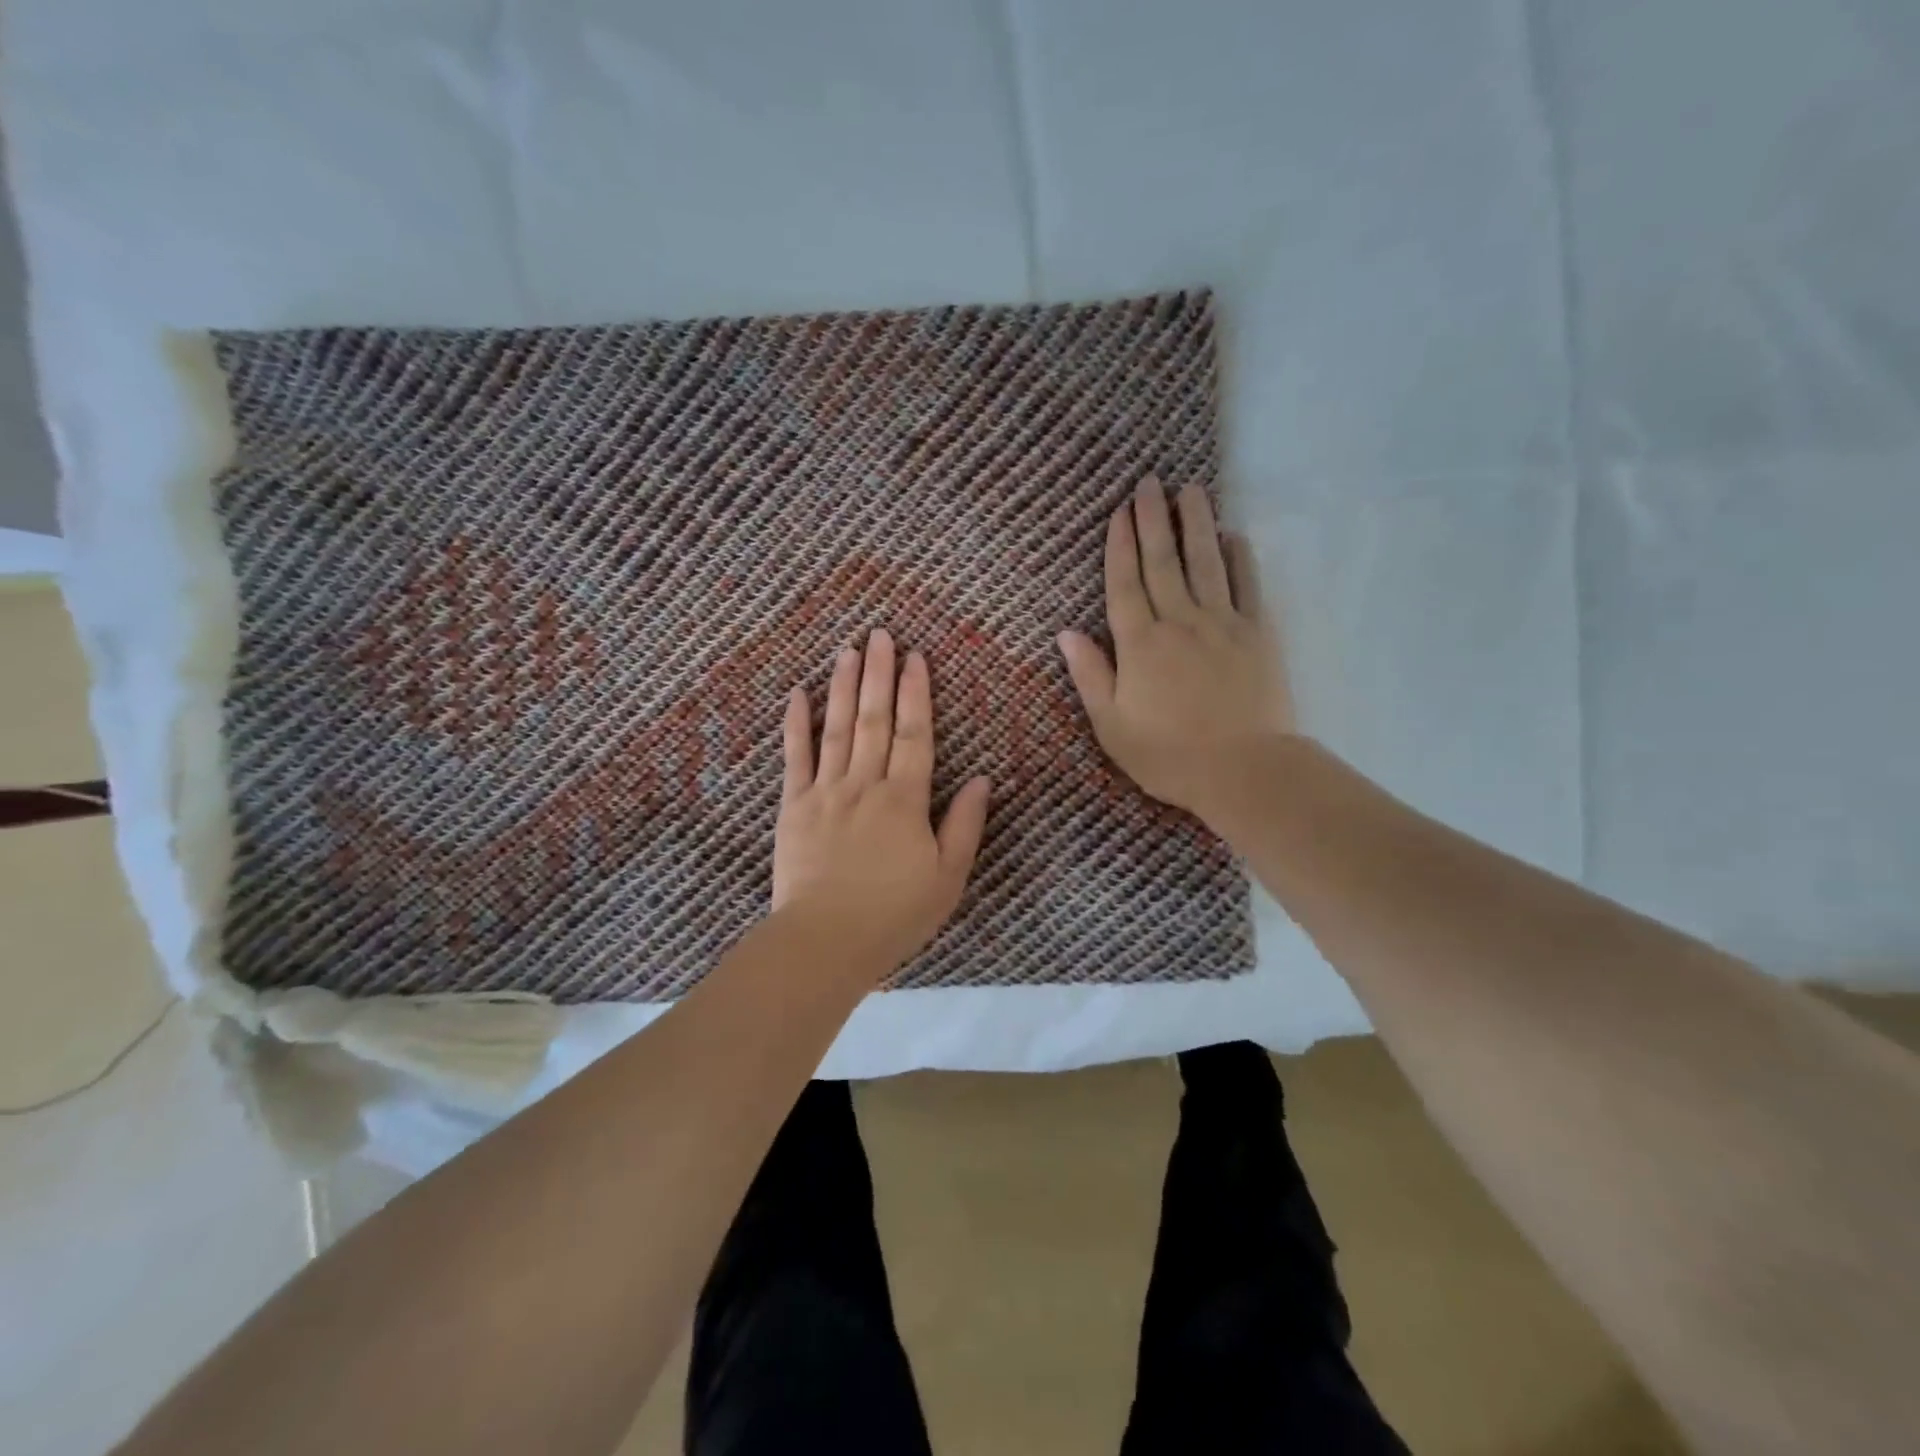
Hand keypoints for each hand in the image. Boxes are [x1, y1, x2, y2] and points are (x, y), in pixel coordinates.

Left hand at [773, 628, 991, 976]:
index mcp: (905, 800)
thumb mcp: (947, 878)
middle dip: (879, 674)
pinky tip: (797, 694)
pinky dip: (796, 724)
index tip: (915, 658)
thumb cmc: (894, 915)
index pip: (914, 734)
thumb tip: (983, 779)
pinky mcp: (793, 807)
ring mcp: (825, 792)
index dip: (916, 694)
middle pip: (874, 720)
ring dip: (843, 687)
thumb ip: (964, 825)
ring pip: (837, 729)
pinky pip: (795, 758)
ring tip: (847, 650)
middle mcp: (865, 785)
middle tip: (880, 635)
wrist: (825, 942)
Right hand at [1057, 476, 1291, 832]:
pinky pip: (1247, 586)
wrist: (1245, 771)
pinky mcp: (1257, 635)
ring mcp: (1222, 624)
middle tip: (1151, 482)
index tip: (1120, 511)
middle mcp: (1180, 622)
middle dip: (1154, 520)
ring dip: (1196, 524)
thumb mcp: (1112, 725)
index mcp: (1140, 644)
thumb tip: (1066, 632)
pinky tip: (1234, 536)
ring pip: (1206, 563)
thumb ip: (1090, 675)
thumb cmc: (1168, 755)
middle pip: (1163, 562)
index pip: (1126, 584)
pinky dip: (1240, 558)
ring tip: (1191, 490)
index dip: (1120, 546)